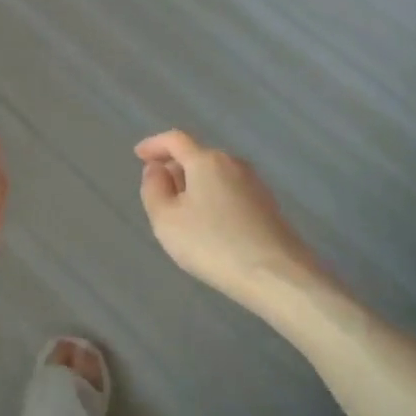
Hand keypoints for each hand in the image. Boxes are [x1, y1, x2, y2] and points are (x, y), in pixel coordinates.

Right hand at [136, 130, 320, 316]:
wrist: (276, 275)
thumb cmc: (213, 244)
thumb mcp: (166, 219)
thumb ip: (154, 189)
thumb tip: (157, 170)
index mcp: (206, 160)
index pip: (175, 140)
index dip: (154, 145)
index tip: (139, 155)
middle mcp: (233, 164)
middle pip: (198, 156)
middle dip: (175, 168)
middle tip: (158, 191)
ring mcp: (255, 184)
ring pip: (215, 175)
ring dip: (195, 186)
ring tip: (182, 213)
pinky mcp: (268, 206)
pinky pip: (230, 192)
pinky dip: (212, 199)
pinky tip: (209, 226)